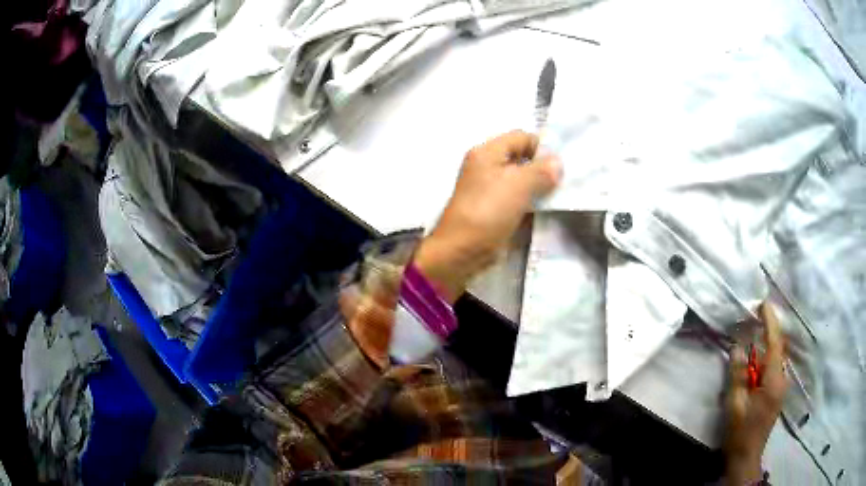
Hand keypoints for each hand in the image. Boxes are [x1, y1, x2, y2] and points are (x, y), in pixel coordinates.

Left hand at [413, 130, 560, 302]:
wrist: (462, 251)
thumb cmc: (488, 212)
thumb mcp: (518, 186)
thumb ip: (541, 171)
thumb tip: (558, 162)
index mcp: (487, 152)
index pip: (521, 137)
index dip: (542, 147)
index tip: (561, 165)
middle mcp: (487, 166)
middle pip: (522, 158)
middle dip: (543, 168)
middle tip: (565, 181)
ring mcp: (490, 188)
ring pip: (521, 179)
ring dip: (539, 186)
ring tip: (560, 195)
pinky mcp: (494, 208)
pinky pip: (517, 197)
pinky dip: (532, 201)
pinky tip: (547, 209)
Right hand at [724, 303, 788, 484]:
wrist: (747, 458)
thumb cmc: (740, 432)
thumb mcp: (735, 405)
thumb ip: (737, 375)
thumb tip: (737, 347)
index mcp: (774, 380)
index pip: (775, 343)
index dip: (770, 322)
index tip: (763, 303)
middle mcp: (782, 380)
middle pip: (778, 348)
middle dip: (769, 329)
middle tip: (757, 315)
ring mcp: (781, 388)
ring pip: (776, 358)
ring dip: (767, 344)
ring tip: (756, 332)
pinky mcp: (777, 394)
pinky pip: (774, 368)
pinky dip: (766, 358)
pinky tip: (757, 360)